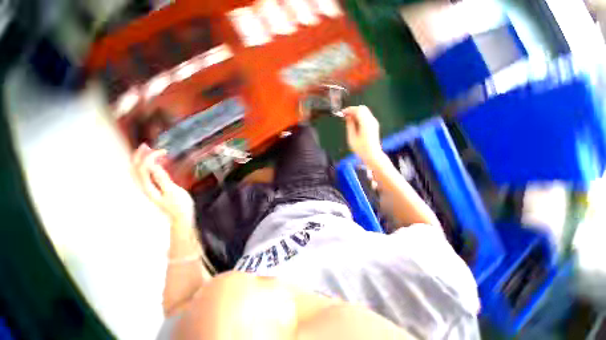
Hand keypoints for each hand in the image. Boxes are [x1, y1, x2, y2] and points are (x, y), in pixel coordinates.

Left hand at [132, 144, 194, 226]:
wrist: (181, 217)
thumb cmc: (179, 205)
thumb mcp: (172, 191)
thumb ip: (162, 178)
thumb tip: (153, 165)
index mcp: (148, 187)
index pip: (143, 168)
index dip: (149, 157)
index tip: (162, 151)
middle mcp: (145, 186)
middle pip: (135, 168)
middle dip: (139, 156)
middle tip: (146, 146)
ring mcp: (149, 188)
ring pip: (138, 171)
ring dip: (141, 160)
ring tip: (148, 151)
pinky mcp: (154, 188)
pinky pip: (145, 174)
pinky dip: (147, 166)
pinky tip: (155, 163)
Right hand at [342, 106, 382, 162]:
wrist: (372, 155)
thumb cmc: (361, 149)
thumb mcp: (352, 138)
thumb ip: (350, 125)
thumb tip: (348, 117)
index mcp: (366, 123)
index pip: (358, 110)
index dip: (349, 109)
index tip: (342, 113)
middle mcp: (371, 121)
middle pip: (362, 108)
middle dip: (352, 110)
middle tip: (344, 115)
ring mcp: (374, 122)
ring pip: (364, 111)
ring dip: (356, 113)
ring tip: (348, 119)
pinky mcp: (374, 125)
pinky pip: (366, 116)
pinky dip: (359, 116)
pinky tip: (354, 122)